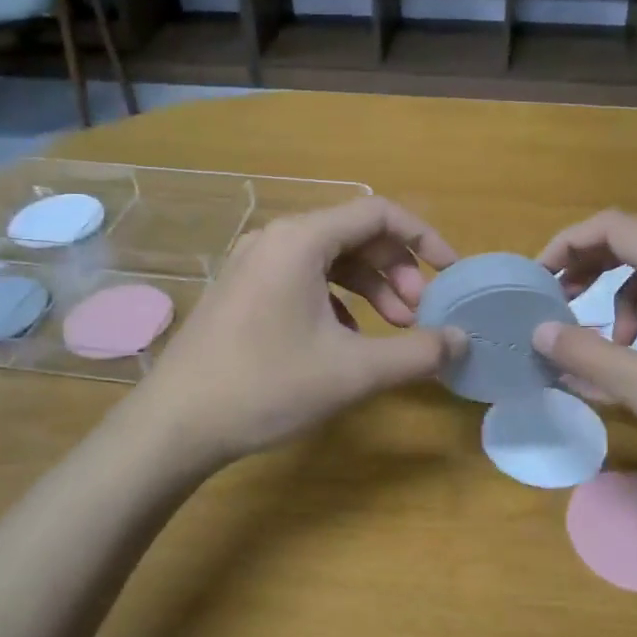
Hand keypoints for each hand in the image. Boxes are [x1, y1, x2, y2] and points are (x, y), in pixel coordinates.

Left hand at [125, 197, 464, 472]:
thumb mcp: (353, 371)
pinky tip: (346, 341)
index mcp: (301, 239)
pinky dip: (336, 301)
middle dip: (396, 270)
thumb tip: (462, 340)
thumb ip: (417, 353)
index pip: (379, 213)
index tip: (450, 272)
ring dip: (369, 288)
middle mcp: (275, 238)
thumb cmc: (266, 386)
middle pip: (354, 234)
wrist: (175, 424)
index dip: (423, 238)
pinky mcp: (241, 290)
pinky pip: (302, 279)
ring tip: (393, 329)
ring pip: (329, 259)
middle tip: (418, 314)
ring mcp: (252, 263)